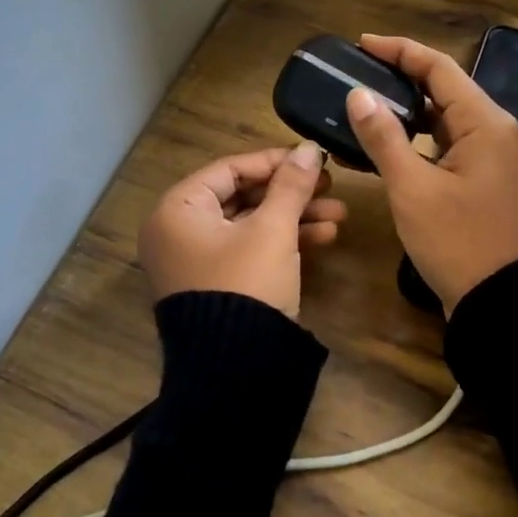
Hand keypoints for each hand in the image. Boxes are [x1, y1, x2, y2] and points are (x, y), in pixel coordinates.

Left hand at [138, 144, 346, 316]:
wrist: (236, 370)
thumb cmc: (247, 284)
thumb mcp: (273, 230)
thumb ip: (291, 185)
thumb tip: (309, 147)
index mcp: (177, 210)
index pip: (229, 169)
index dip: (274, 161)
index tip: (311, 158)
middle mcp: (180, 231)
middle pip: (243, 197)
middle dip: (291, 193)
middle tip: (330, 186)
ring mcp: (199, 260)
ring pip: (252, 225)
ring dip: (295, 218)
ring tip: (339, 215)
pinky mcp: (219, 283)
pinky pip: (251, 250)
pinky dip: (283, 242)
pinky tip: (326, 236)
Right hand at [346, 34, 517, 315]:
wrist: (500, 301)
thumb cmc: (456, 241)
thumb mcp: (412, 188)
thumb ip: (384, 137)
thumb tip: (358, 94)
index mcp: (485, 123)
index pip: (439, 68)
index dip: (400, 51)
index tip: (362, 43)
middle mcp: (496, 131)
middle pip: (445, 89)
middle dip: (402, 76)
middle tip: (359, 71)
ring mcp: (494, 156)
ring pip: (447, 117)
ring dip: (410, 109)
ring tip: (367, 103)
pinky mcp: (487, 178)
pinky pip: (450, 143)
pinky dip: (421, 138)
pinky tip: (390, 143)